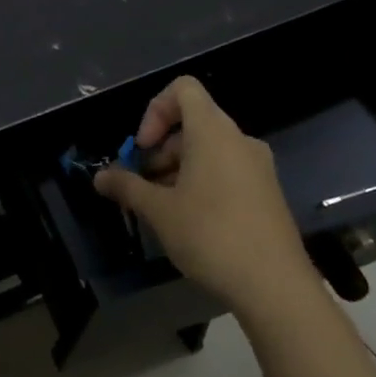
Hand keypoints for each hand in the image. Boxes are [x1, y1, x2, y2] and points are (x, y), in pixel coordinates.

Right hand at [93, 76, 320, 321]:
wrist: (276, 287)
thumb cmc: (211, 235)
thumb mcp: (158, 211)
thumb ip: (126, 187)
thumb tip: (100, 177)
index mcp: (213, 132)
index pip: (183, 89)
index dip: (155, 110)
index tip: (143, 148)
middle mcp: (239, 141)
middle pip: (193, 123)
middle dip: (161, 149)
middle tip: (143, 185)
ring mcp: (258, 168)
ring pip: (209, 151)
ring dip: (178, 169)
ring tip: (161, 208)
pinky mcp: (267, 193)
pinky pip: (227, 171)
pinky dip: (202, 183)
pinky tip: (190, 221)